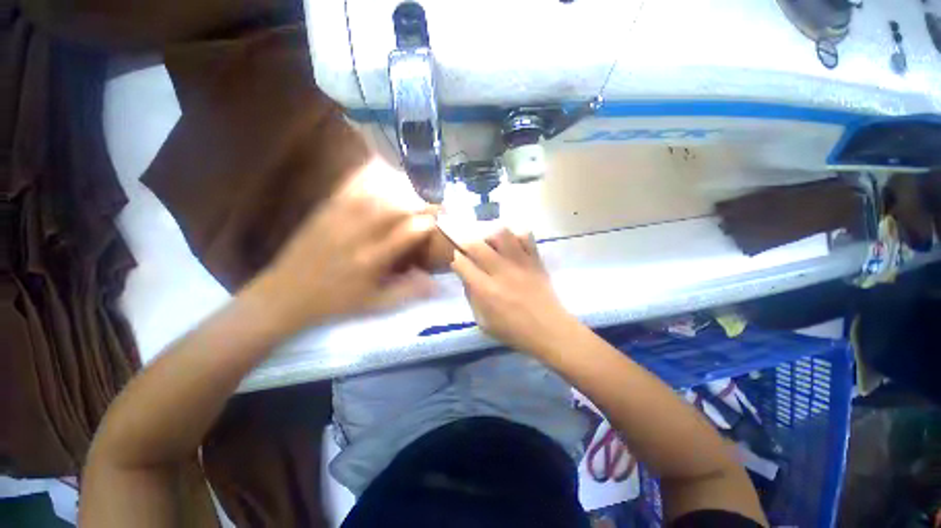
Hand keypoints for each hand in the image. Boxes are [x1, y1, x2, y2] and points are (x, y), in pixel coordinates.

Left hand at [250, 158, 437, 330]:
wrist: (284, 296)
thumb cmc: (335, 303)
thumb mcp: (376, 305)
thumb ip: (409, 292)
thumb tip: (439, 284)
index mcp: (372, 259)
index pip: (410, 231)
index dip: (430, 222)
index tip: (443, 220)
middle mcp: (358, 234)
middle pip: (395, 206)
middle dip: (420, 201)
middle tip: (434, 201)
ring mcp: (339, 219)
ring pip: (375, 193)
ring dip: (399, 188)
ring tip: (414, 190)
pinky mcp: (325, 211)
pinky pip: (351, 188)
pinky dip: (370, 179)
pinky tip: (382, 174)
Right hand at [451, 229, 577, 353]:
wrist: (549, 330)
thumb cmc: (514, 331)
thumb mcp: (483, 322)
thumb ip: (471, 297)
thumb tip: (466, 276)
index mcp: (485, 290)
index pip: (461, 263)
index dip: (455, 258)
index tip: (457, 259)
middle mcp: (500, 271)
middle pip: (476, 244)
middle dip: (465, 241)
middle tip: (466, 245)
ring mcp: (520, 262)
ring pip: (501, 233)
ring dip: (489, 234)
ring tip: (489, 241)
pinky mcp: (535, 259)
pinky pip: (525, 236)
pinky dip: (515, 235)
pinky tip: (510, 243)